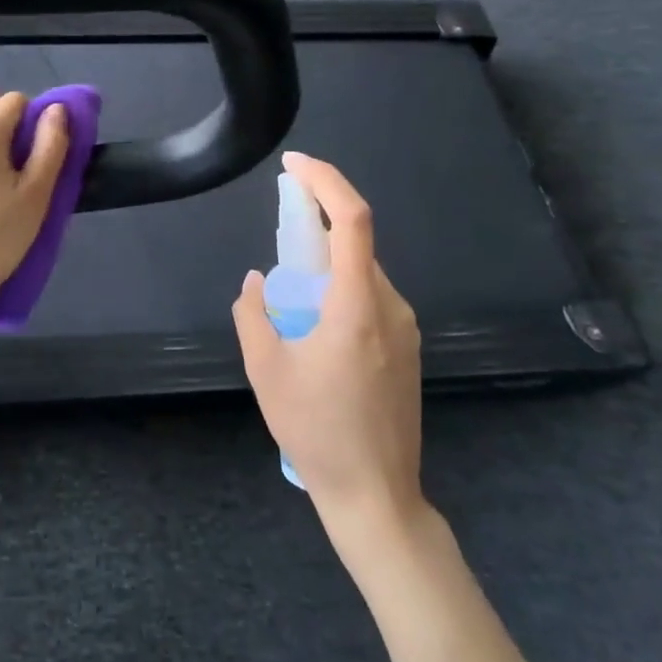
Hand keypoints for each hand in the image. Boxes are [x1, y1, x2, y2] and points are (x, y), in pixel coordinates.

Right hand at [232, 152, 429, 530]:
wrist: (376, 496)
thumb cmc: (317, 431)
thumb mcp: (265, 370)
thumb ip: (253, 313)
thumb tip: (258, 281)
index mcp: (358, 307)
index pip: (352, 221)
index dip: (326, 181)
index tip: (294, 165)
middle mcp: (391, 308)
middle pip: (357, 243)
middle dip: (318, 221)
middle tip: (281, 224)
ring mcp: (405, 330)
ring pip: (363, 273)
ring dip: (327, 261)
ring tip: (291, 290)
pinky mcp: (408, 349)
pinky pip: (371, 299)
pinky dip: (341, 288)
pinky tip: (315, 323)